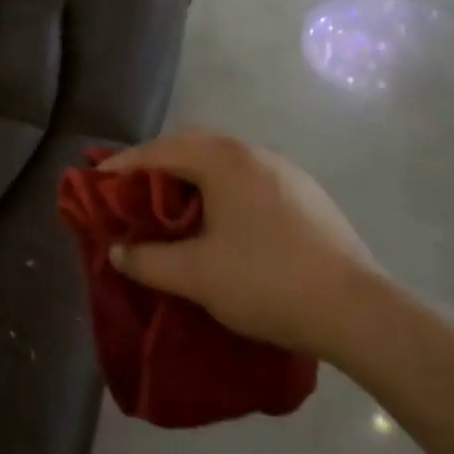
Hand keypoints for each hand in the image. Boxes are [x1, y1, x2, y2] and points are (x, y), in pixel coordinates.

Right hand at [102, 131, 377, 359]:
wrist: (356, 309)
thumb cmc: (265, 281)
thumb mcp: (195, 275)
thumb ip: (147, 260)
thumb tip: (118, 251)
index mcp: (223, 159)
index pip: (160, 150)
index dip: (124, 164)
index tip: (97, 178)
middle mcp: (254, 152)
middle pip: (193, 145)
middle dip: (158, 163)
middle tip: (134, 190)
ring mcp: (285, 170)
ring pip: (224, 160)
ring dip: (193, 176)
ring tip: (175, 207)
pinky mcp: (306, 193)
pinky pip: (249, 178)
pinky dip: (222, 188)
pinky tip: (223, 221)